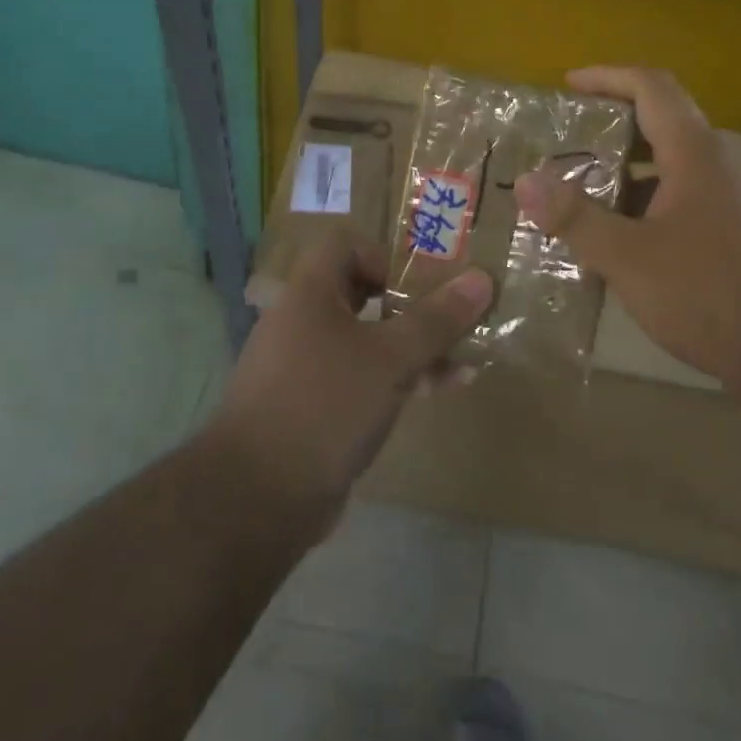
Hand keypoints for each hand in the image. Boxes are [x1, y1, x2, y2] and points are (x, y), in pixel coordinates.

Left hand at [209, 229, 492, 521]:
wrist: (258, 496)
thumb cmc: (325, 405)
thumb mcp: (390, 359)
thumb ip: (436, 320)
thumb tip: (482, 279)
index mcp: (310, 293)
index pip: (345, 244)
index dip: (384, 255)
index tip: (417, 286)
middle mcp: (304, 321)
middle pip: (362, 292)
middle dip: (412, 305)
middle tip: (453, 319)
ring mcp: (307, 366)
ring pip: (368, 339)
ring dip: (414, 346)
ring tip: (463, 361)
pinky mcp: (315, 406)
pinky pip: (362, 377)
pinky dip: (397, 378)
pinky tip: (439, 391)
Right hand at [514, 66, 740, 388]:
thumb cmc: (712, 293)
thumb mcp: (630, 257)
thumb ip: (575, 218)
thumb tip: (525, 180)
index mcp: (694, 154)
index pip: (651, 87)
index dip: (607, 76)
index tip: (567, 86)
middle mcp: (716, 167)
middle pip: (660, 124)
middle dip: (609, 127)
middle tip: (563, 144)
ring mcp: (731, 202)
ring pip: (669, 169)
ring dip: (623, 173)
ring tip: (578, 195)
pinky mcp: (735, 236)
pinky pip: (679, 203)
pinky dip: (642, 207)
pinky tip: (616, 243)